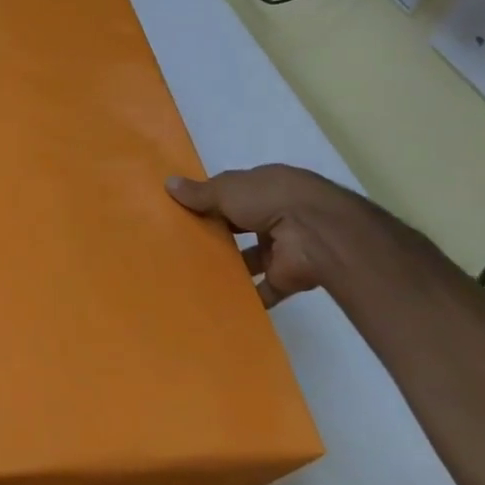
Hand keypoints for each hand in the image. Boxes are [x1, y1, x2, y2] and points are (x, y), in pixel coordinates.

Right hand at [167, 164, 426, 304]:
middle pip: (242, 226)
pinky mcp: (289, 277)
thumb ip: (199, 193)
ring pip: (252, 258)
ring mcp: (284, 246)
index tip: (184, 212)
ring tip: (195, 275)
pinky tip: (220, 301)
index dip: (211, 201)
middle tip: (184, 245)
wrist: (317, 233)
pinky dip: (248, 297)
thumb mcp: (227, 189)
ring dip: (232, 266)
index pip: (233, 193)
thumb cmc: (269, 199)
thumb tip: (168, 183)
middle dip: (219, 235)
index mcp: (264, 187)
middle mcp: (276, 214)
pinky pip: (265, 289)